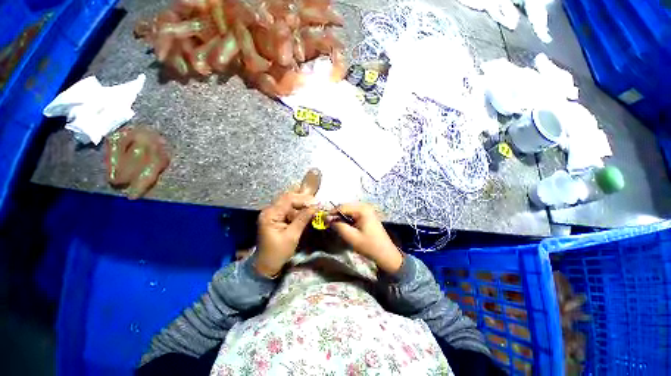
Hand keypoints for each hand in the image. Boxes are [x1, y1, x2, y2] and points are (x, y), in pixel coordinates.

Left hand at [255, 192, 317, 276]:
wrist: (266, 265)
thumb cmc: (278, 253)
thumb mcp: (292, 236)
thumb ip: (302, 219)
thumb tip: (315, 207)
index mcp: (270, 214)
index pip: (288, 199)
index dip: (304, 199)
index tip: (317, 202)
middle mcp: (269, 210)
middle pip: (288, 198)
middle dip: (303, 199)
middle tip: (317, 203)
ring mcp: (272, 213)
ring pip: (289, 202)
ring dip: (302, 203)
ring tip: (314, 206)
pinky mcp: (276, 217)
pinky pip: (288, 209)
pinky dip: (298, 209)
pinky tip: (307, 211)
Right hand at [330, 203, 402, 273]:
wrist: (385, 254)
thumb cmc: (369, 245)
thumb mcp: (351, 236)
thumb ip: (338, 226)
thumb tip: (327, 218)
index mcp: (362, 209)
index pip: (342, 207)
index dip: (331, 212)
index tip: (322, 219)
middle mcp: (365, 206)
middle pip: (346, 207)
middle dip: (336, 214)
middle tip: (328, 222)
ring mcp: (367, 210)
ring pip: (349, 210)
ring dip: (341, 217)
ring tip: (335, 225)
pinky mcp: (367, 215)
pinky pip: (354, 214)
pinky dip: (347, 219)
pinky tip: (344, 225)